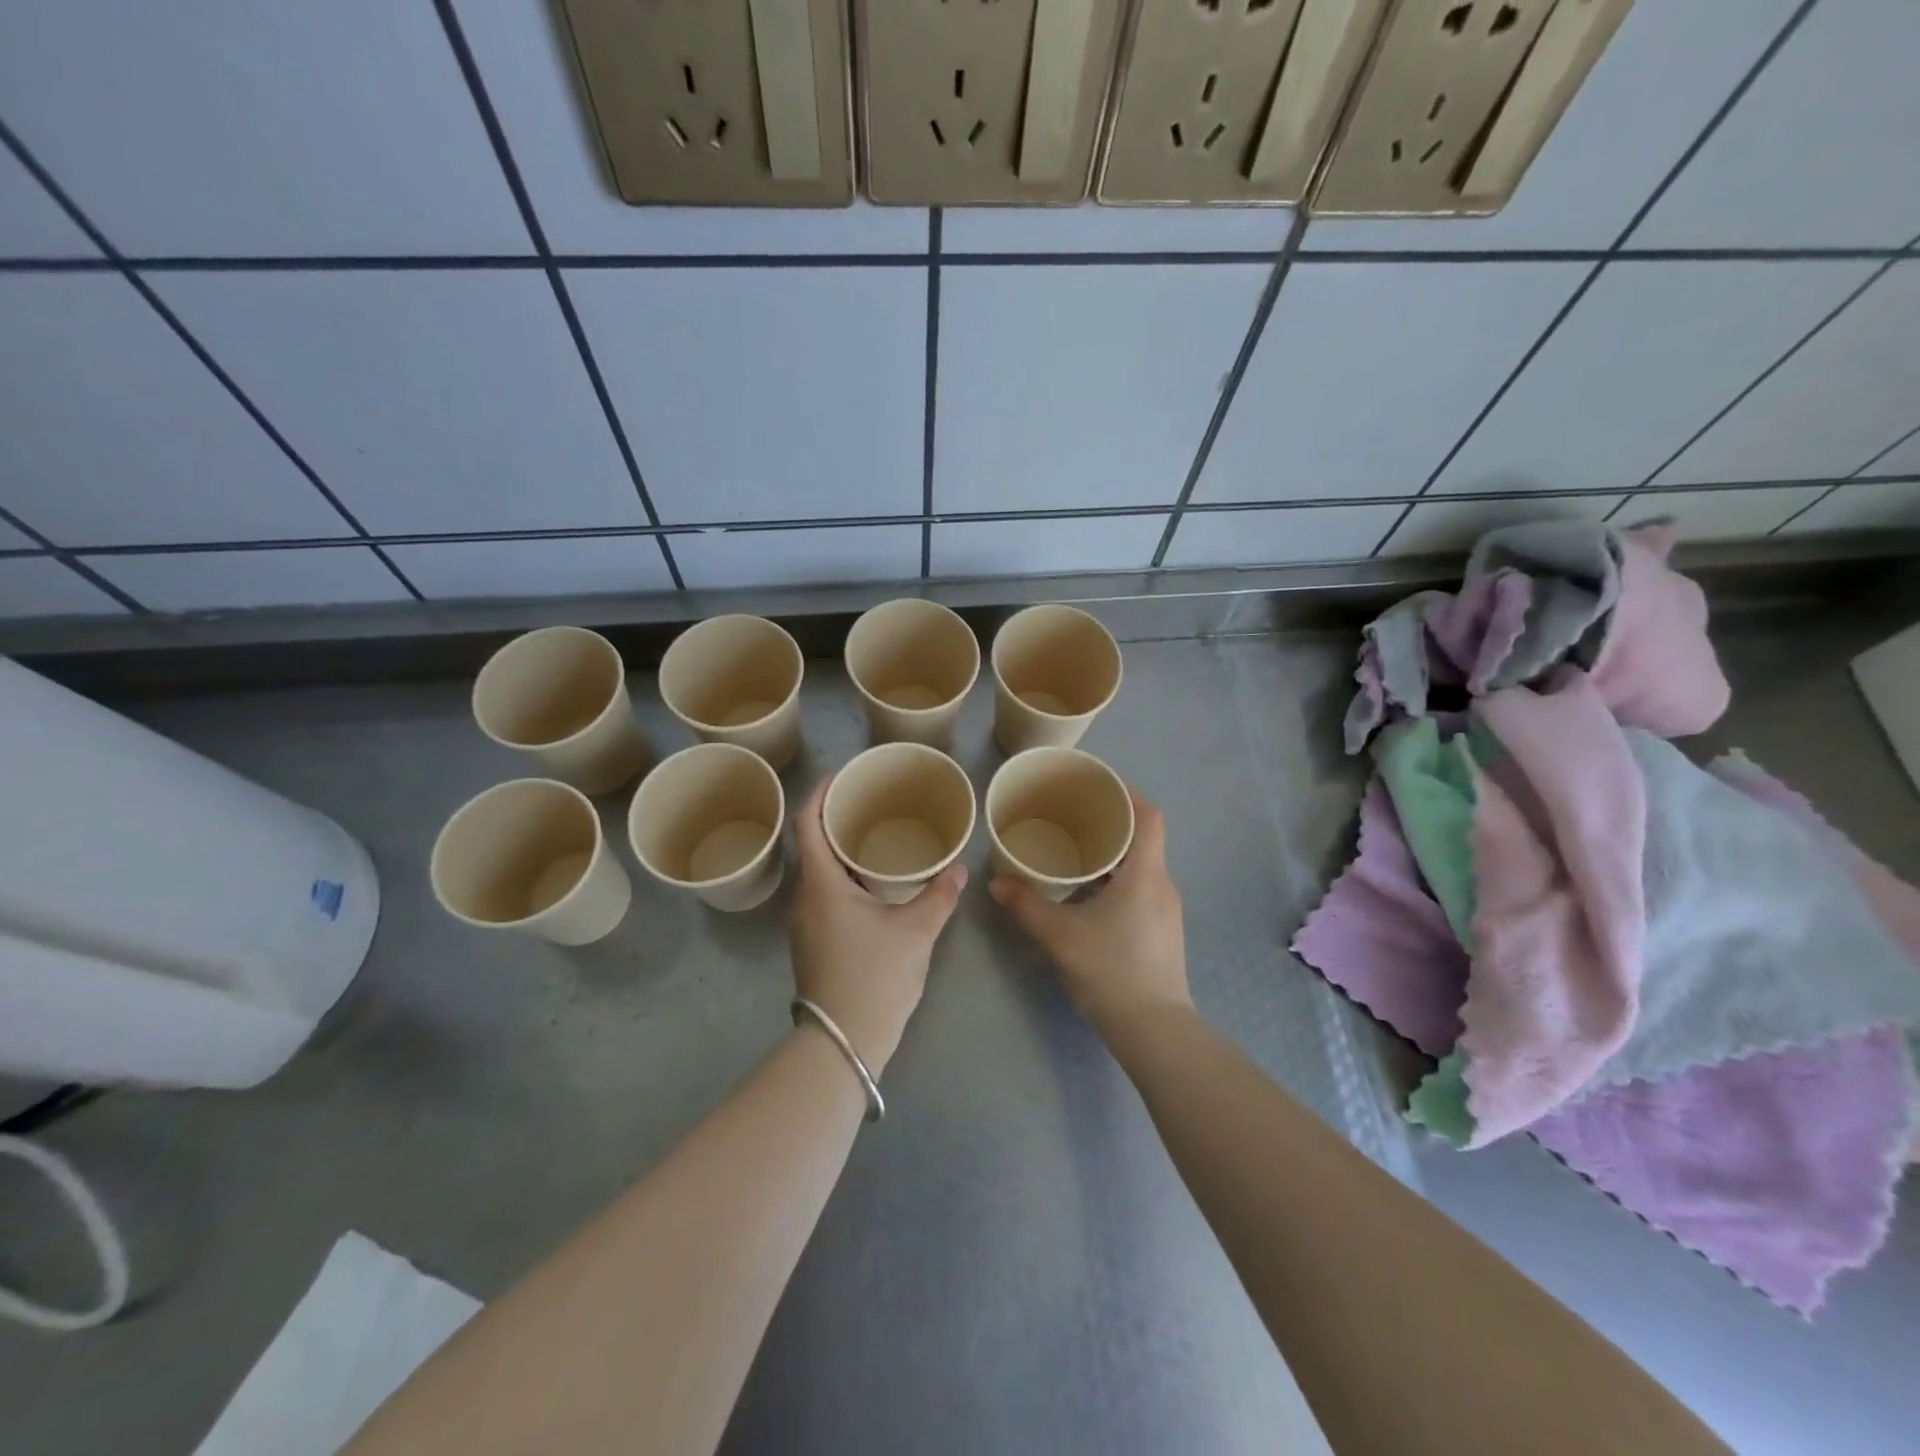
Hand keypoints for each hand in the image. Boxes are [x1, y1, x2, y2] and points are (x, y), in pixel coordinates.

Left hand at [787, 776, 966, 1075]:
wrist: (842, 1043)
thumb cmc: (875, 977)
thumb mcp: (916, 931)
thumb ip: (939, 895)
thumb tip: (959, 868)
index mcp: (822, 885)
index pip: (807, 824)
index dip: (819, 794)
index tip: (841, 776)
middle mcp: (805, 898)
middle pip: (811, 845)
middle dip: (835, 819)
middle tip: (870, 803)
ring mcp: (805, 923)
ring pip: (818, 872)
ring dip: (840, 850)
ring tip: (874, 837)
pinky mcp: (813, 943)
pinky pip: (824, 894)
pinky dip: (843, 877)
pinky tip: (872, 883)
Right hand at [989, 787, 1190, 1032]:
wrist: (1153, 1029)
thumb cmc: (1112, 971)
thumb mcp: (1061, 936)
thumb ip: (1027, 905)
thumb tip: (997, 883)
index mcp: (1145, 874)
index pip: (1148, 815)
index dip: (1126, 793)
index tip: (1096, 784)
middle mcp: (1161, 884)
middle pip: (1142, 836)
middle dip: (1109, 820)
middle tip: (1072, 813)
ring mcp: (1164, 909)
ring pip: (1139, 863)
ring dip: (1111, 852)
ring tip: (1073, 848)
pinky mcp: (1160, 929)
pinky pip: (1138, 886)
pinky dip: (1114, 877)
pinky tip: (1085, 891)